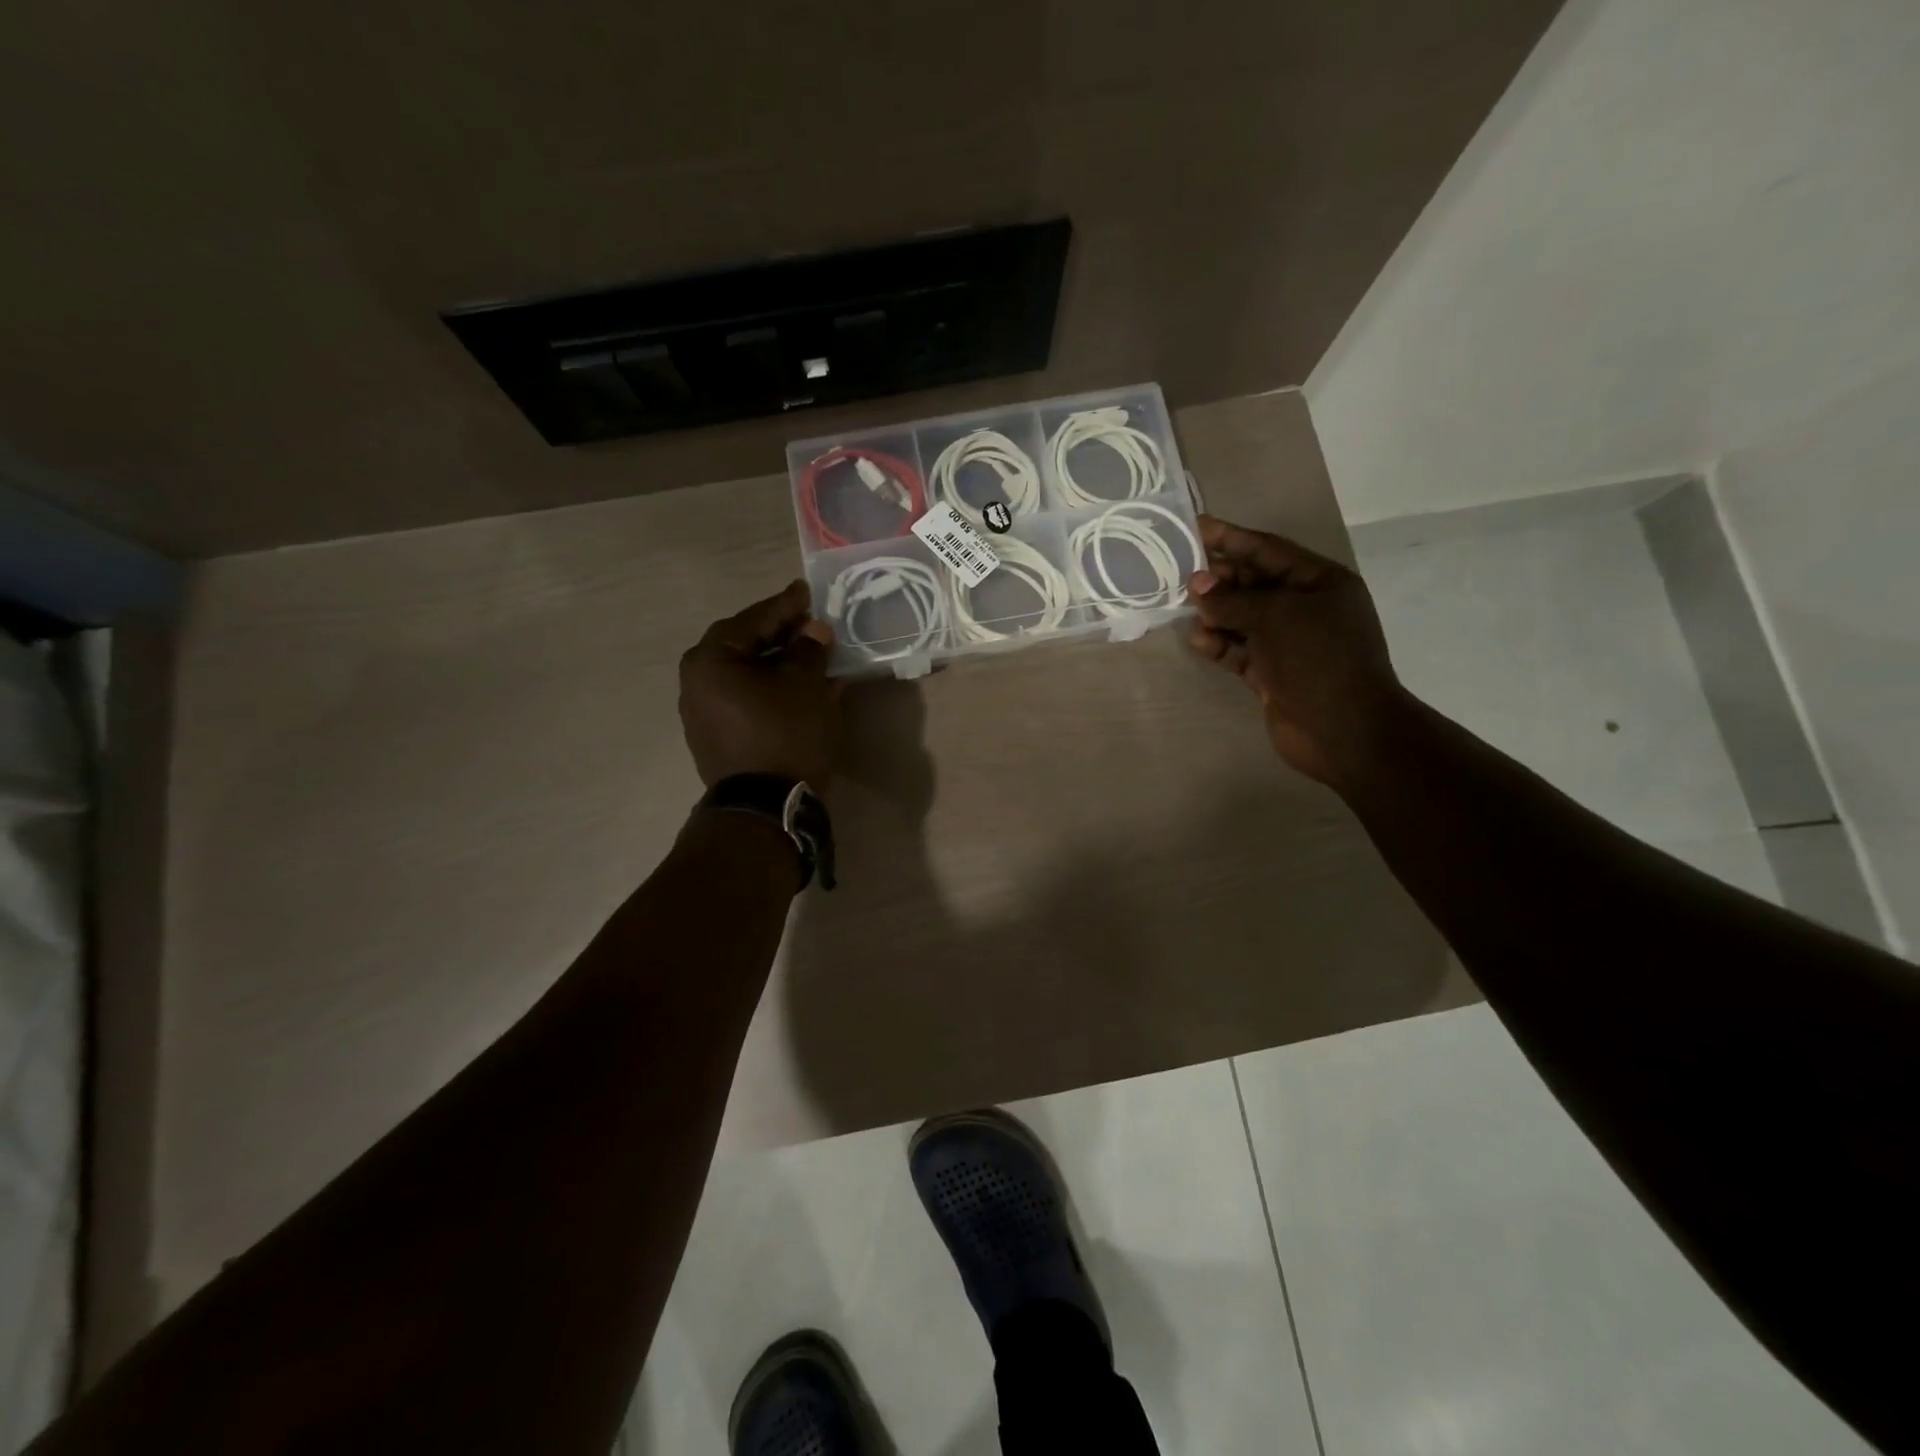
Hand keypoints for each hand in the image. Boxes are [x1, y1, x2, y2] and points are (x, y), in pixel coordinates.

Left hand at [680, 581, 837, 788]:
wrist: (768, 808)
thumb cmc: (785, 734)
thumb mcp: (806, 684)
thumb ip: (809, 650)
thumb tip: (814, 631)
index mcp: (709, 661)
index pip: (752, 620)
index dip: (785, 606)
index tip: (807, 592)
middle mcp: (696, 684)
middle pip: (744, 647)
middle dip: (781, 636)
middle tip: (812, 625)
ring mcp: (703, 715)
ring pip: (747, 676)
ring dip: (779, 665)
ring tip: (812, 657)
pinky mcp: (718, 740)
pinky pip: (747, 701)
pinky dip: (773, 690)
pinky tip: (800, 689)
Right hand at [1186, 515, 1405, 787]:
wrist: (1343, 729)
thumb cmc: (1318, 659)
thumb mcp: (1275, 617)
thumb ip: (1232, 599)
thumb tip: (1196, 584)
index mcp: (1320, 582)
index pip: (1268, 551)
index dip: (1232, 538)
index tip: (1196, 527)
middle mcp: (1305, 608)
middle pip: (1254, 583)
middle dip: (1219, 577)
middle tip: (1180, 571)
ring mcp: (1288, 643)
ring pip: (1243, 618)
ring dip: (1215, 612)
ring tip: (1183, 607)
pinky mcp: (1272, 674)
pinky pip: (1239, 650)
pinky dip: (1219, 644)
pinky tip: (1198, 640)